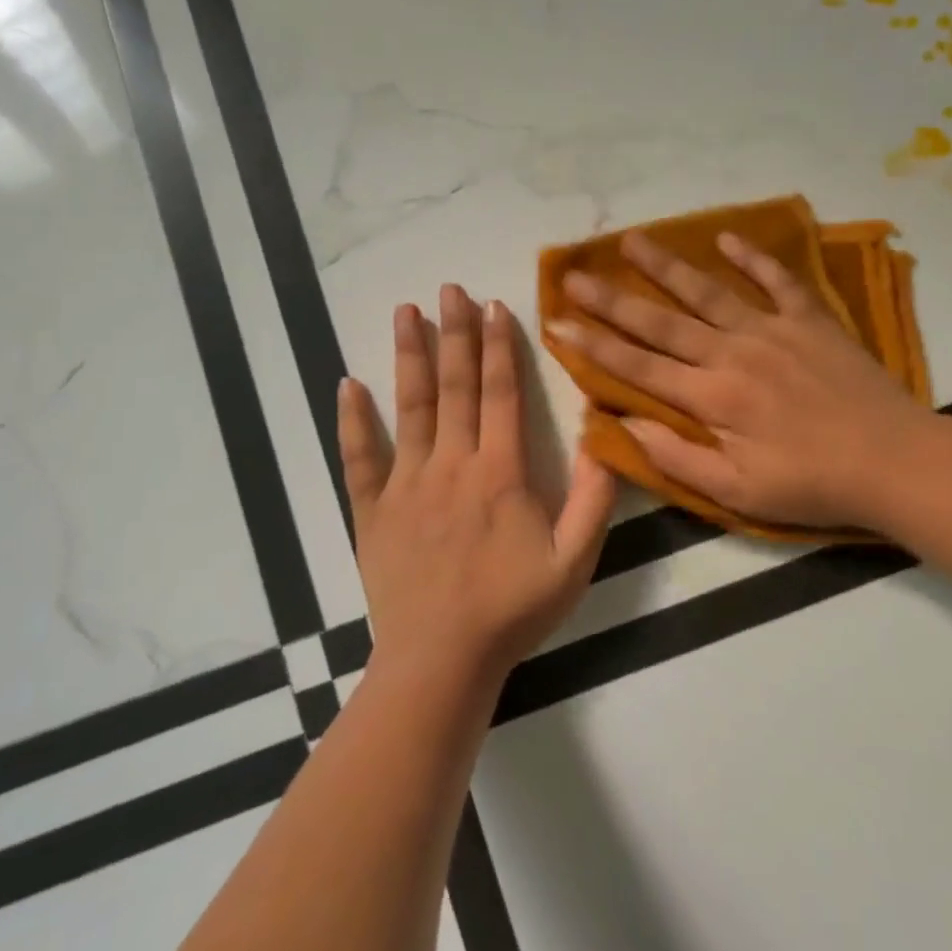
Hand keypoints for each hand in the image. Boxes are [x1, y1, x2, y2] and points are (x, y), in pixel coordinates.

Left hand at [339, 284, 617, 693]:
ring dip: (408, 357)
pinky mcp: (372, 511)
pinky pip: (358, 458)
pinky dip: (352, 421)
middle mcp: (450, 465)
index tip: (494, 306)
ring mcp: (405, 485)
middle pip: (454, 387)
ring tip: (404, 312)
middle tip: (448, 288)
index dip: (499, 347)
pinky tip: (346, 385)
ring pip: (408, 408)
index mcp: (499, 473)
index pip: (500, 394)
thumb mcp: (574, 563)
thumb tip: (605, 439)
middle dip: (454, 333)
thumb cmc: (512, 611)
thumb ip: (595, 500)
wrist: (442, 661)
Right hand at [546, 231, 937, 530]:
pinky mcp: (811, 320)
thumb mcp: (738, 492)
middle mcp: (733, 353)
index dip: (594, 345)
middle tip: (574, 275)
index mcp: (712, 398)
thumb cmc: (812, 484)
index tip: (557, 323)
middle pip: (661, 321)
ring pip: (708, 291)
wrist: (896, 462)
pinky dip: (752, 257)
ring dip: (666, 265)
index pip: (638, 367)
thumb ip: (677, 457)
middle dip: (612, 299)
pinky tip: (725, 238)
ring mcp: (773, 330)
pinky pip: (777, 280)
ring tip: (632, 239)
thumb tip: (623, 423)